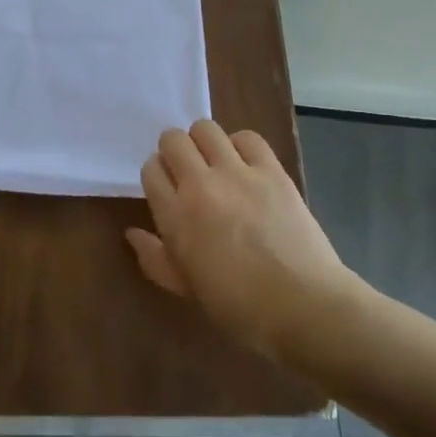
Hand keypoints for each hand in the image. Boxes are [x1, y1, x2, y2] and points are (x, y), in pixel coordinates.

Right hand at [127, 120, 354, 360]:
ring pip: (206, 129)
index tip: (168, 189)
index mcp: (175, 216)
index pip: (151, 170)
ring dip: (203, 142)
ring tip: (215, 162)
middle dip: (174, 151)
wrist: (303, 307)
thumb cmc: (238, 307)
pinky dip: (240, 144)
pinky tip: (245, 164)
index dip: (157, 176)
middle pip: (173, 141)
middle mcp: (200, 185)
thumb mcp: (185, 289)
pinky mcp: (272, 171)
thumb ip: (154, 259)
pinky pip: (248, 137)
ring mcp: (238, 173)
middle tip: (187, 172)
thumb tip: (132, 234)